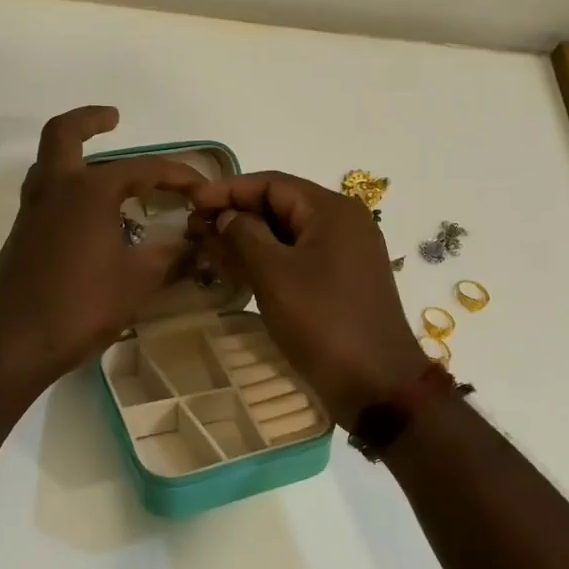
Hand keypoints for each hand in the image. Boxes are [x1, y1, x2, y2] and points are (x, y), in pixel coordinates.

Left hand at [0, 106, 202, 389]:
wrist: (11, 344)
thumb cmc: (80, 306)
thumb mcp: (137, 281)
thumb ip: (170, 256)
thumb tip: (198, 243)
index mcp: (89, 190)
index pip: (144, 168)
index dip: (179, 174)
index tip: (204, 189)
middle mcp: (56, 189)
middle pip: (64, 134)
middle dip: (90, 120)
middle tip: (115, 118)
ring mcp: (33, 211)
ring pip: (50, 163)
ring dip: (75, 153)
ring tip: (109, 169)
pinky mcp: (23, 235)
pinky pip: (48, 192)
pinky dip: (70, 187)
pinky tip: (94, 216)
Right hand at [189, 171, 426, 429]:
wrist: (376, 385)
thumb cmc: (323, 321)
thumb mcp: (274, 274)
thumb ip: (243, 235)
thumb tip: (223, 216)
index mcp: (332, 210)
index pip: (271, 183)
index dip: (228, 190)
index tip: (191, 203)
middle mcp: (342, 223)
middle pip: (280, 205)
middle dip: (235, 214)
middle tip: (194, 229)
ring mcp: (344, 253)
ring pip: (286, 234)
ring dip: (247, 238)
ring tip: (207, 249)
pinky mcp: (340, 281)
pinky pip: (297, 257)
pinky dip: (266, 259)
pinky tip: (235, 270)